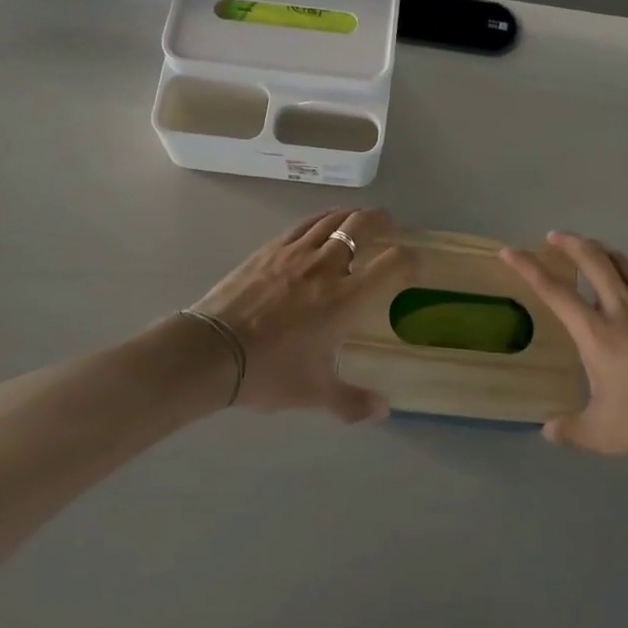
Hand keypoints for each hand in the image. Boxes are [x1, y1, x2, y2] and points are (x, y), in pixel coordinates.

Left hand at [189, 208, 406, 421]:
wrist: (213, 350)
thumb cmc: (270, 371)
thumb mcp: (314, 394)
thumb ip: (352, 402)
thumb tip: (382, 411)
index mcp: (346, 300)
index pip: (394, 265)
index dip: (412, 261)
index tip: (415, 267)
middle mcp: (327, 267)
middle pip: (364, 226)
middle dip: (383, 222)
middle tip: (390, 226)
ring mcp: (297, 253)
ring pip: (333, 219)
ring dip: (353, 216)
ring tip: (359, 220)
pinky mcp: (271, 249)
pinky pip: (304, 224)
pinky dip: (322, 219)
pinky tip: (322, 224)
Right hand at [501, 232, 627, 469]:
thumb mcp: (606, 436)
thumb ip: (572, 431)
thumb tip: (547, 431)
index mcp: (597, 335)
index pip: (555, 291)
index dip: (528, 267)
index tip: (510, 251)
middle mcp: (622, 309)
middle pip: (592, 259)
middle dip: (569, 242)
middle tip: (554, 237)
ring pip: (622, 261)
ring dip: (600, 249)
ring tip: (589, 249)